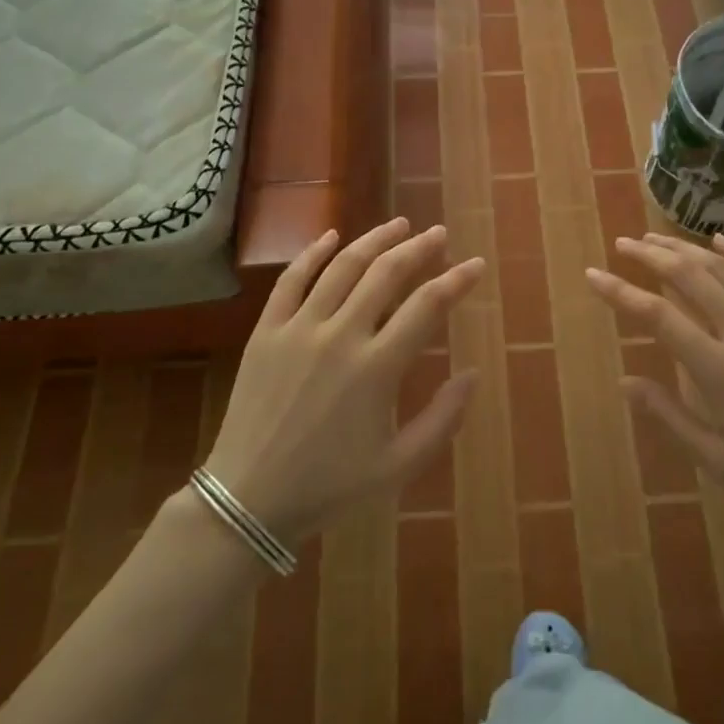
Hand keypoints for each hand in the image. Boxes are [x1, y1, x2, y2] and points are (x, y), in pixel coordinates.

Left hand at [202, 218, 484, 544]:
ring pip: (343, 266)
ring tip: (399, 225)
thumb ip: (443, 419)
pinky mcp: (266, 331)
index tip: (475, 265)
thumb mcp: (399, 465)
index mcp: (377, 369)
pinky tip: (332, 236)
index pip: (427, 306)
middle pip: (387, 274)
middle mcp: (340, 336)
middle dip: (419, 248)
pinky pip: (291, 280)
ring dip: (375, 240)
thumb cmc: (329, 486)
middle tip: (438, 234)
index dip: (456, 280)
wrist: (248, 499)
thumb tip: (472, 374)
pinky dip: (313, 253)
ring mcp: (299, 329)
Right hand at [586, 232, 723, 527]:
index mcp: (721, 371)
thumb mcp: (719, 461)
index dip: (620, 292)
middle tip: (622, 244)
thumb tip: (625, 382)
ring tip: (655, 239)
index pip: (657, 316)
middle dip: (649, 255)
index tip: (593, 275)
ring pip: (722, 266)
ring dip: (684, 248)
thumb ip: (669, 417)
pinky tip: (716, 241)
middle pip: (688, 276)